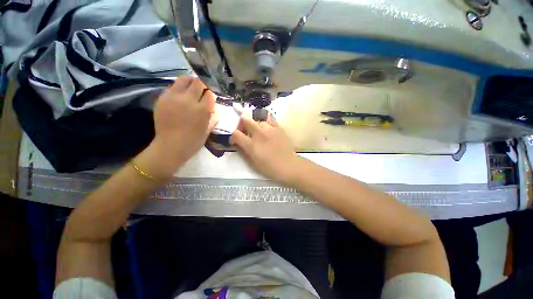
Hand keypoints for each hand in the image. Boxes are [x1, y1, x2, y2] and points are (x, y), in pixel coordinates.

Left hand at [135, 76, 217, 179]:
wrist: (170, 146)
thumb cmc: (193, 141)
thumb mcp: (209, 129)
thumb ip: (214, 116)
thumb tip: (214, 106)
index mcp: (202, 110)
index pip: (210, 93)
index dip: (212, 95)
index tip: (211, 98)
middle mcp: (188, 100)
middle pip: (198, 82)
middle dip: (203, 86)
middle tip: (202, 91)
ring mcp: (173, 97)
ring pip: (184, 79)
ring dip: (190, 82)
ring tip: (191, 90)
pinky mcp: (162, 98)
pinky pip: (173, 86)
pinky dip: (179, 88)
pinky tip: (180, 97)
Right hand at [230, 114, 299, 182]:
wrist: (288, 165)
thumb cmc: (270, 168)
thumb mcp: (253, 163)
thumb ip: (243, 151)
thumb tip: (238, 144)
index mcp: (252, 145)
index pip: (236, 134)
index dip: (233, 136)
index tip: (235, 141)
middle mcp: (259, 134)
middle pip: (245, 120)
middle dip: (242, 124)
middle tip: (244, 131)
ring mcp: (270, 129)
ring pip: (258, 119)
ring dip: (254, 124)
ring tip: (258, 131)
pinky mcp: (279, 128)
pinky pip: (270, 118)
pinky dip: (266, 121)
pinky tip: (266, 126)